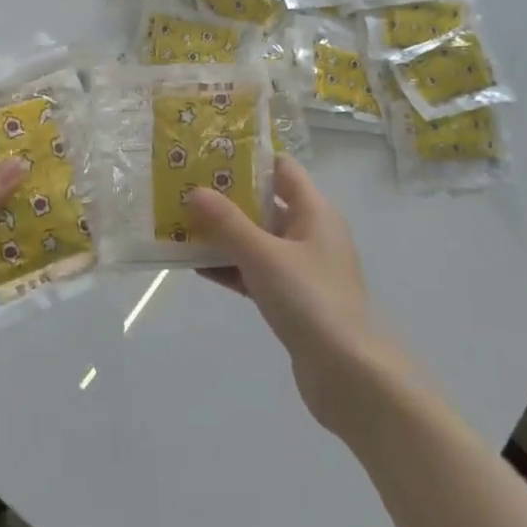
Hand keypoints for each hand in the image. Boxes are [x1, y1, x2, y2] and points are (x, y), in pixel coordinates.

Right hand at [187, 155, 407, 435]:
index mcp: (315, 212)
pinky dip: (229, 266)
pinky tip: (195, 266)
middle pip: (264, 204)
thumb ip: (227, 223)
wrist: (347, 373)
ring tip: (179, 225)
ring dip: (222, 234)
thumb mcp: (263, 255)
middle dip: (226, 197)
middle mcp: (311, 234)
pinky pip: (254, 271)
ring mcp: (301, 268)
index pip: (282, 170)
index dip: (248, 159)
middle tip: (183, 187)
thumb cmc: (310, 300)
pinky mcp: (291, 298)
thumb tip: (194, 190)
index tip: (208, 153)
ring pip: (256, 240)